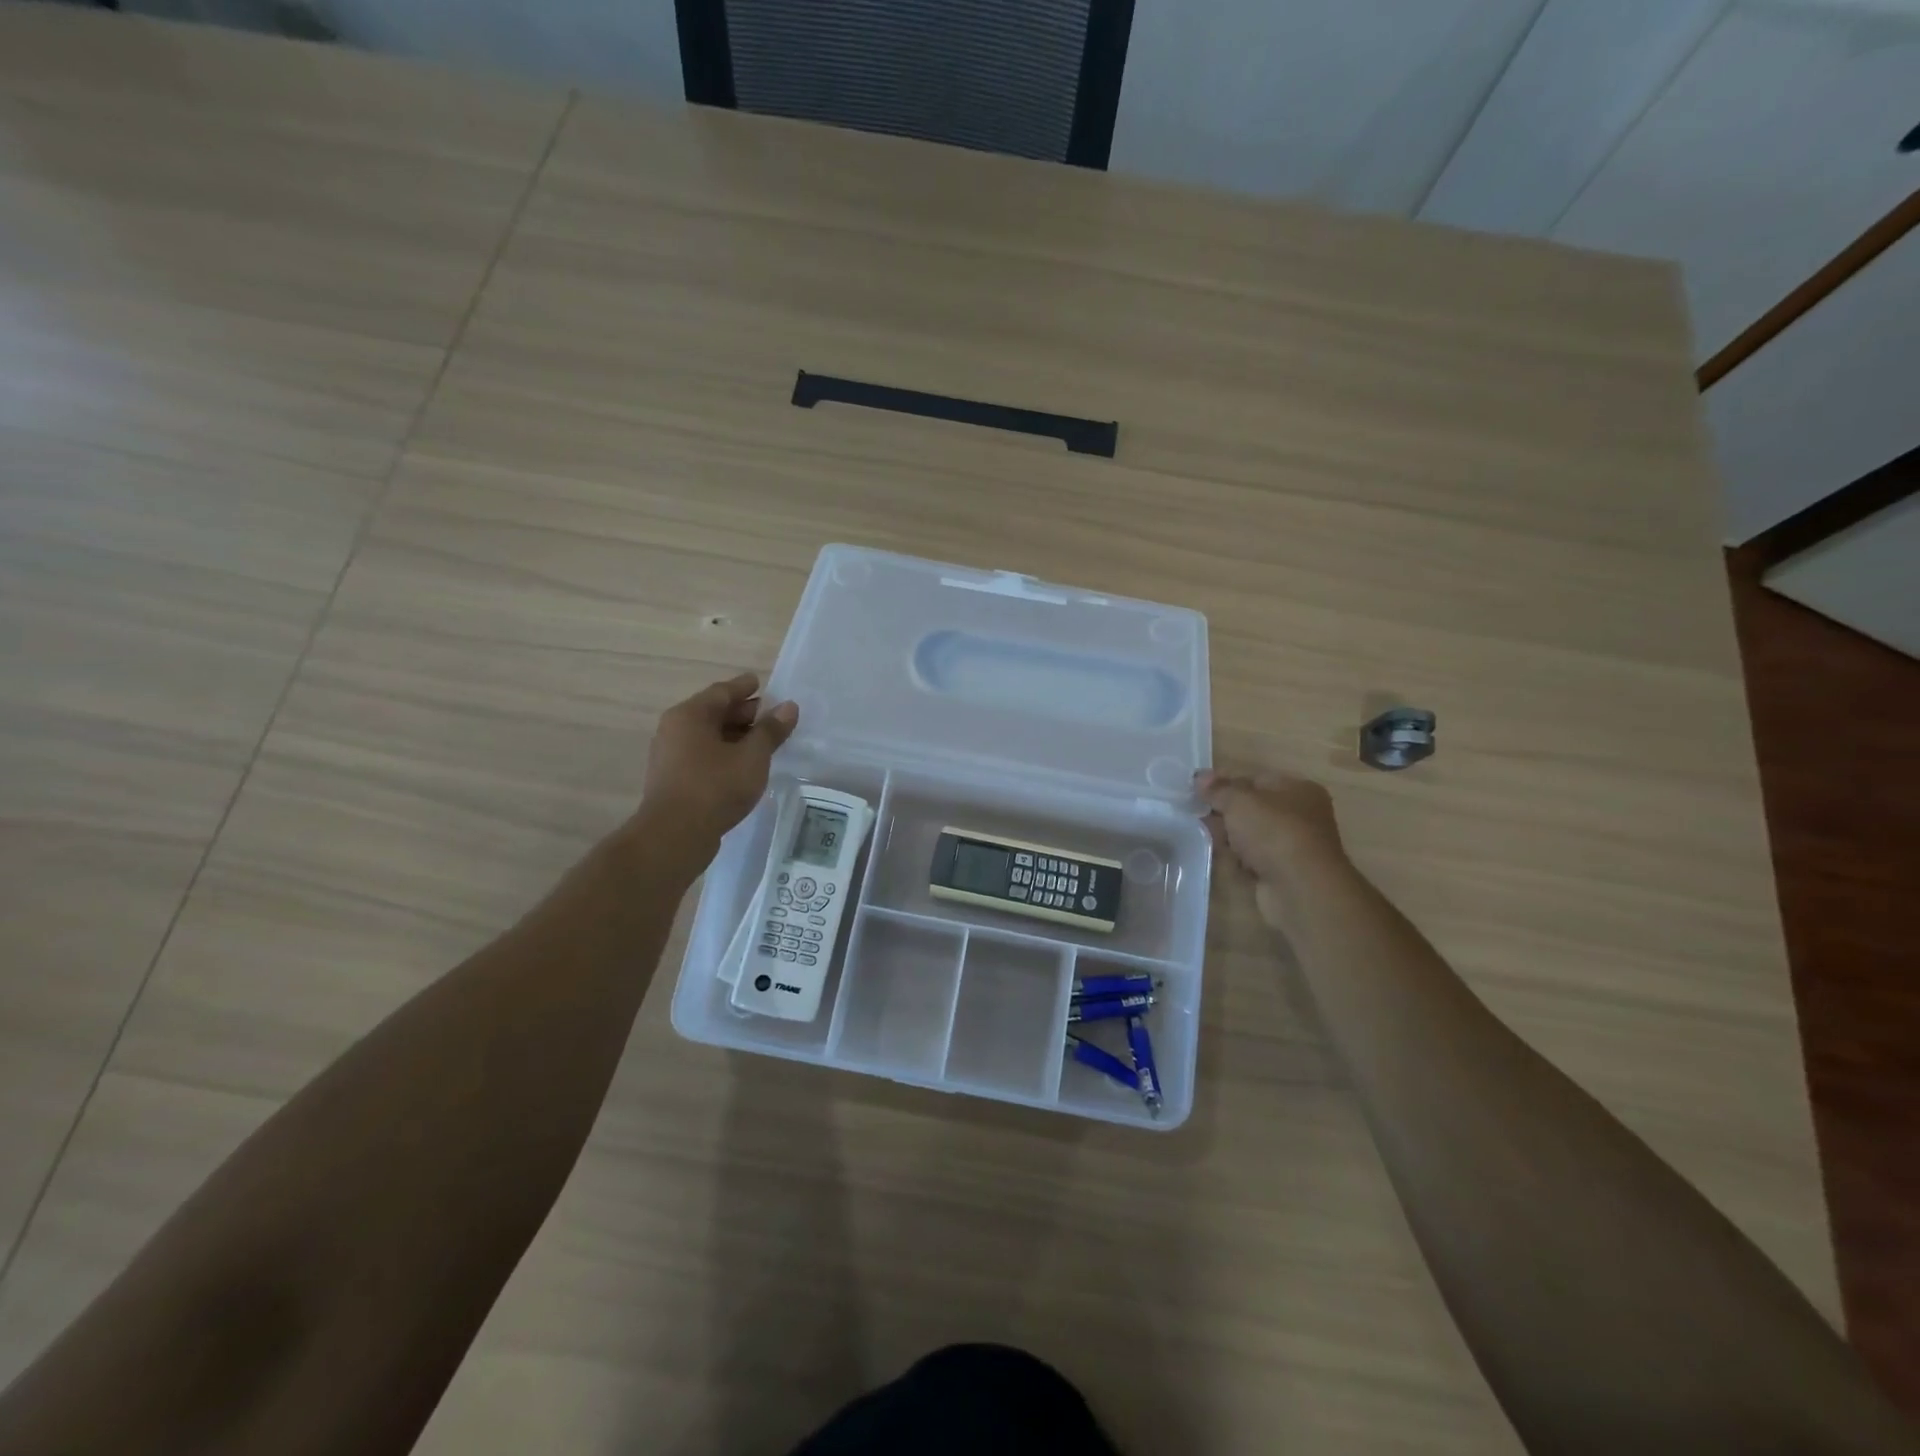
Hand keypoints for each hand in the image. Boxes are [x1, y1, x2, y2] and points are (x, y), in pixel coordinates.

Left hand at [640, 673, 797, 851]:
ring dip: (735, 736)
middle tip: (770, 715)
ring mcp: (671, 756)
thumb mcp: (752, 757)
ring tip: (763, 742)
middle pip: (713, 713)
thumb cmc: (715, 786)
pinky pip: (704, 756)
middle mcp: (675, 729)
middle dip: (742, 713)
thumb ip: (771, 730)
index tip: (760, 682)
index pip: (721, 692)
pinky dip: (725, 754)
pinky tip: (744, 766)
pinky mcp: (674, 779)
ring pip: (708, 736)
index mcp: (690, 715)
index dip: (744, 687)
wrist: (675, 835)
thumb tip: (788, 707)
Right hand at [1198, 769, 1345, 924]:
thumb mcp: (1240, 801)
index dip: (1225, 781)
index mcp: (1299, 789)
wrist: (1300, 889)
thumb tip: (1200, 777)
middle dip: (1224, 810)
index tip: (1196, 788)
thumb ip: (1218, 789)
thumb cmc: (1274, 832)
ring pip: (1251, 834)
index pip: (1256, 779)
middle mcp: (1301, 815)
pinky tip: (1220, 857)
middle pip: (1253, 808)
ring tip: (1201, 833)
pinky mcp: (1282, 872)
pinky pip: (1252, 858)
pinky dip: (1237, 858)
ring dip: (1228, 835)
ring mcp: (1292, 846)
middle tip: (1194, 811)